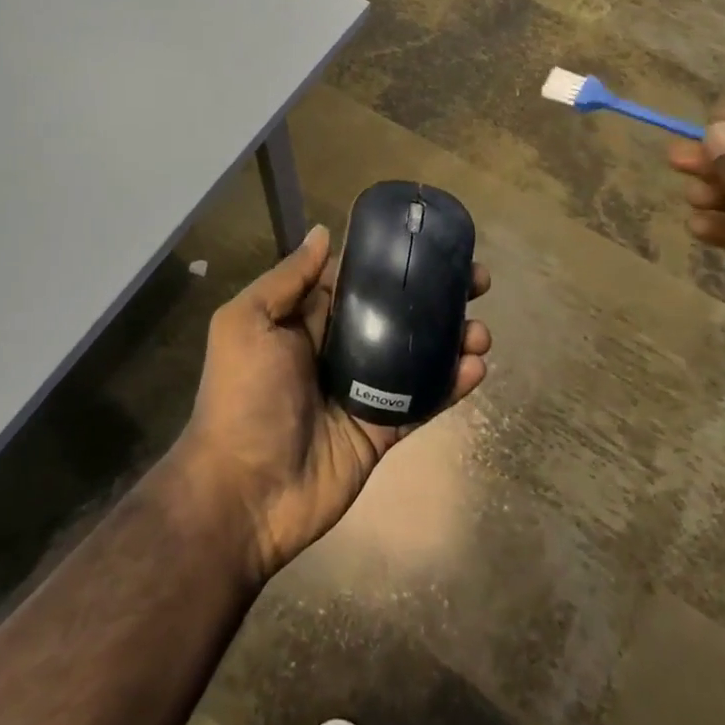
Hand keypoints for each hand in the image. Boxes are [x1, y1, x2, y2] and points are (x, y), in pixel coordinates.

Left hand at [175, 224, 491, 583]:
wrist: (244, 493)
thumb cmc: (243, 396)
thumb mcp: (247, 323)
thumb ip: (287, 279)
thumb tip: (323, 232)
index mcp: (306, 320)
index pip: (358, 280)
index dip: (393, 262)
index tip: (433, 244)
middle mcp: (338, 348)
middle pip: (395, 313)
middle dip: (436, 295)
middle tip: (478, 282)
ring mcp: (363, 390)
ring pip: (416, 355)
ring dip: (452, 339)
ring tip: (481, 331)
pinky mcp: (381, 429)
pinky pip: (421, 401)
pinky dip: (450, 384)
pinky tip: (475, 368)